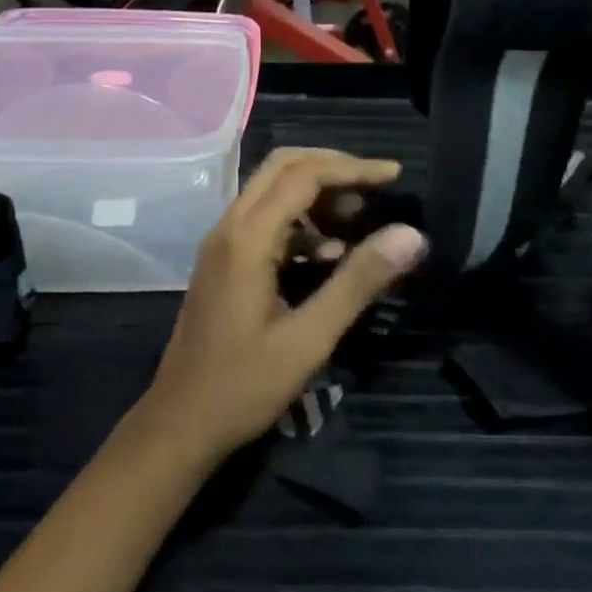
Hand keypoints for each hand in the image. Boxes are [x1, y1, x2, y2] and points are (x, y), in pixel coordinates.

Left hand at [141, 149, 426, 463]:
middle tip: (377, 185)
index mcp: (247, 237)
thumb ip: (358, 281)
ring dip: (316, 193)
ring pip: (272, 191)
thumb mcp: (310, 338)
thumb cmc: (243, 386)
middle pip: (283, 167)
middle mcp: (229, 226)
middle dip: (333, 168)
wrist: (180, 424)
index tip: (395, 175)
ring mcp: (222, 242)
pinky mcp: (224, 261)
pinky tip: (331, 253)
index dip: (352, 168)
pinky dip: (301, 221)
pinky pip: (265, 220)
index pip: (303, 175)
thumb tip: (411, 235)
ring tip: (361, 217)